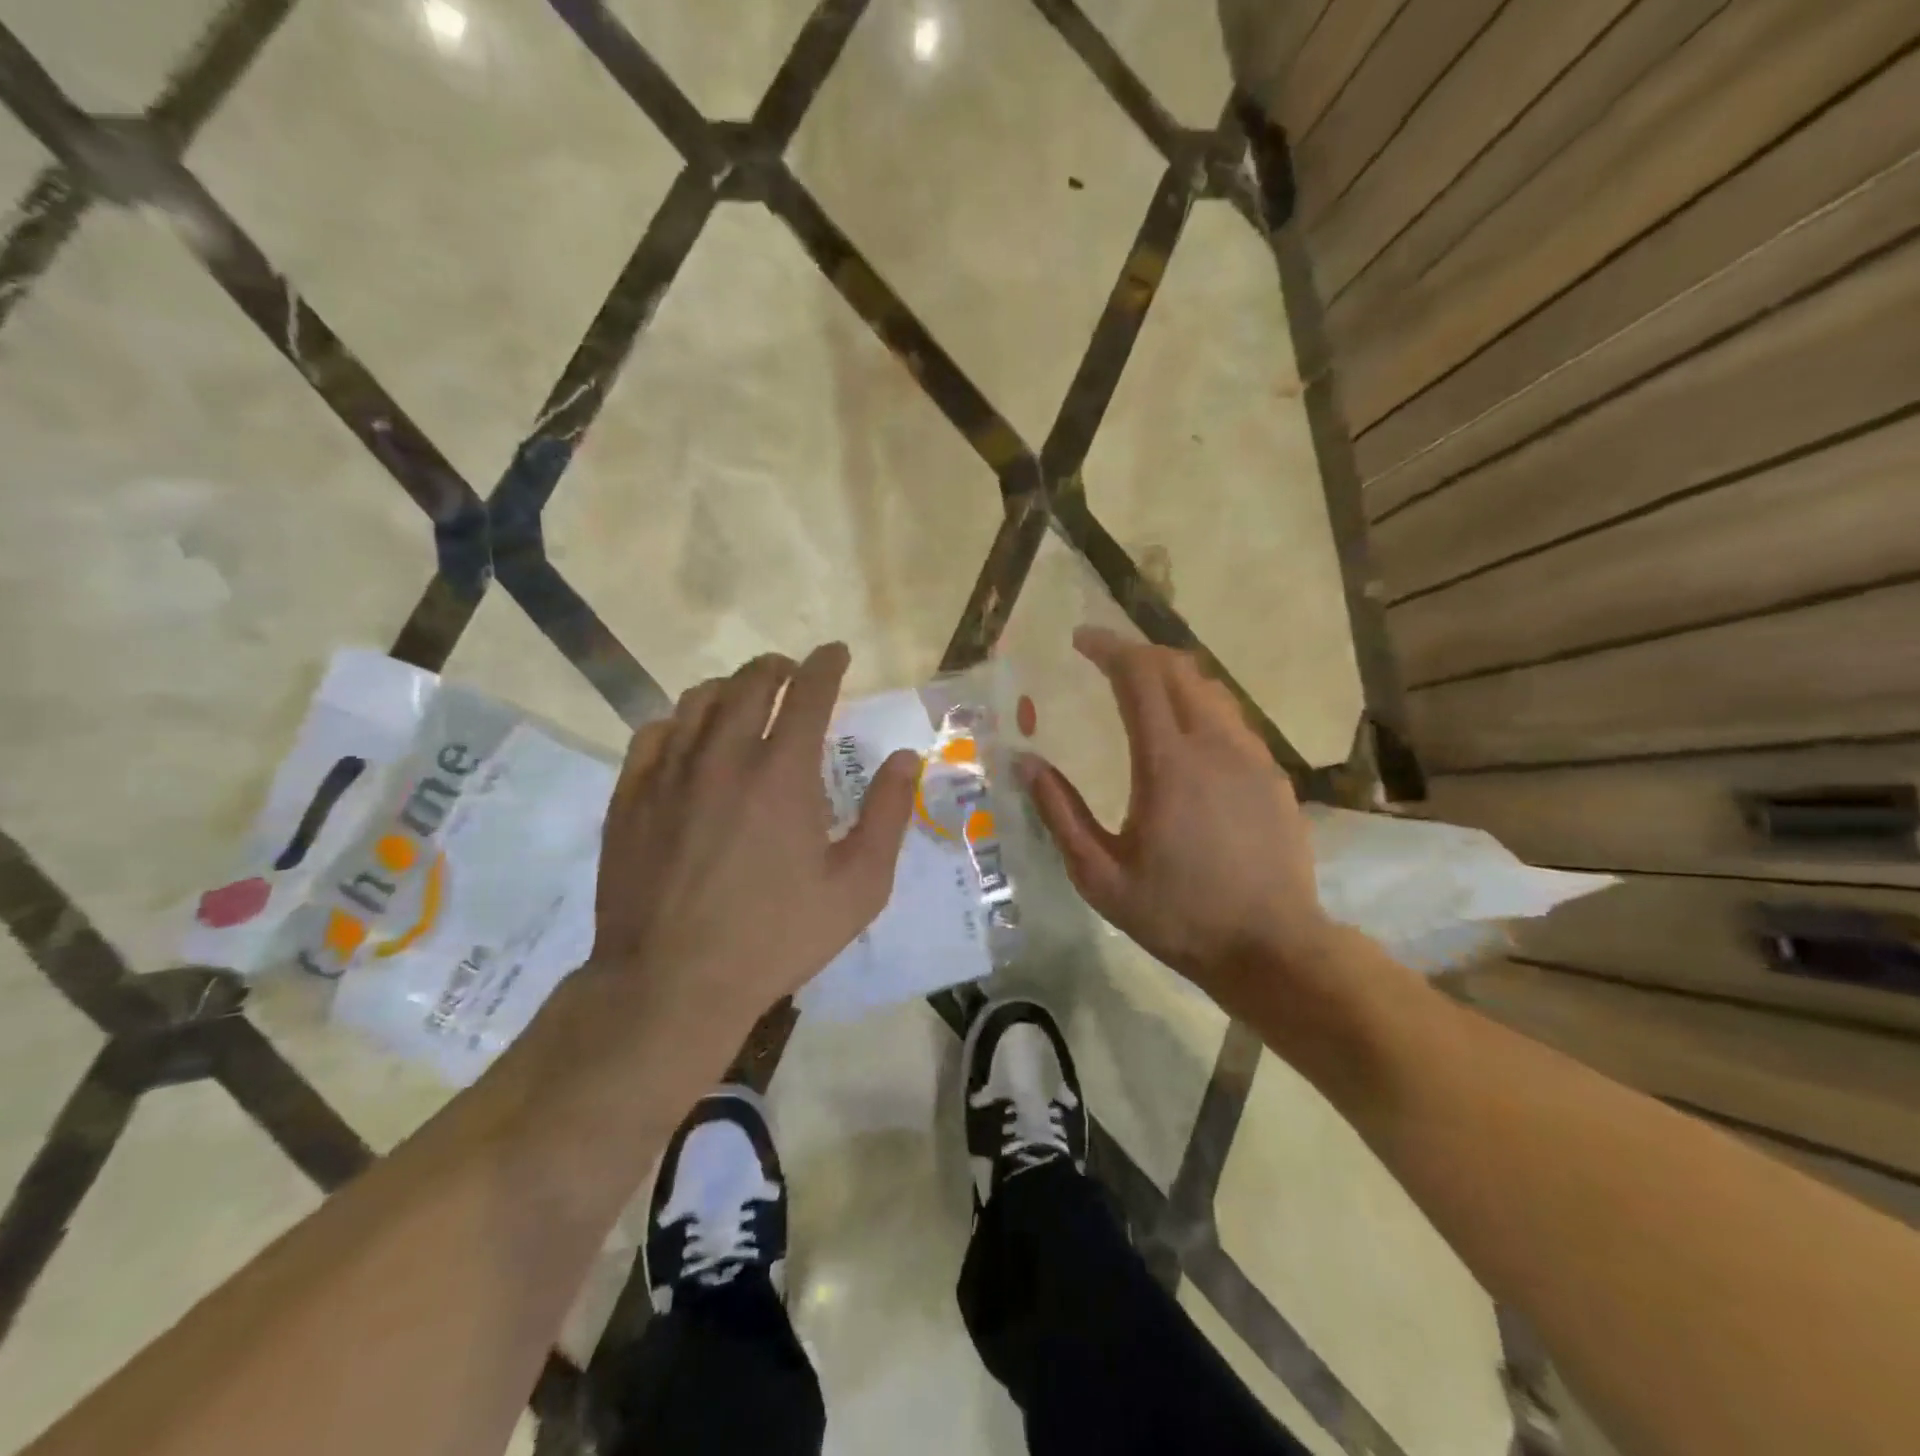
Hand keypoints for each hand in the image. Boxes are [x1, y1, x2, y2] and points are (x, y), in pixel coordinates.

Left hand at [584, 642, 919, 1048]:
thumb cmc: (776, 937)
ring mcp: (669, 773)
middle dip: (779, 667)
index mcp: (783, 772)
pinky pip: (654, 732)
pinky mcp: (630, 796)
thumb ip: (887, 815)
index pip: (809, 691)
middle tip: (793, 672)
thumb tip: (904, 759)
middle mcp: (724, 755)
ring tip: (745, 697)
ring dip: (731, 687)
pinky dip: (680, 720)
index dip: (827, 664)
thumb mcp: (858, 887)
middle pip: (750, 682)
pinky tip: (689, 737)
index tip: (837, 653)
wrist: (671, 982)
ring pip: (699, 700)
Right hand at [1020, 627, 1335, 1026]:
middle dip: (1138, 653)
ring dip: (1171, 676)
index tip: (1081, 640)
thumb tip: (1025, 762)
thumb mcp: (1100, 875)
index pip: (1139, 676)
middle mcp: (1214, 745)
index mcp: (1167, 763)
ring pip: (1210, 689)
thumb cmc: (1177, 915)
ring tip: (1140, 689)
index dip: (1108, 648)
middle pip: (1178, 669)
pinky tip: (1184, 735)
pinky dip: (1199, 706)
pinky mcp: (1273, 775)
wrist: (1272, 948)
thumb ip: (1060, 812)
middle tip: (1104, 660)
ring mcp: (1252, 757)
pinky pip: (1231, 719)